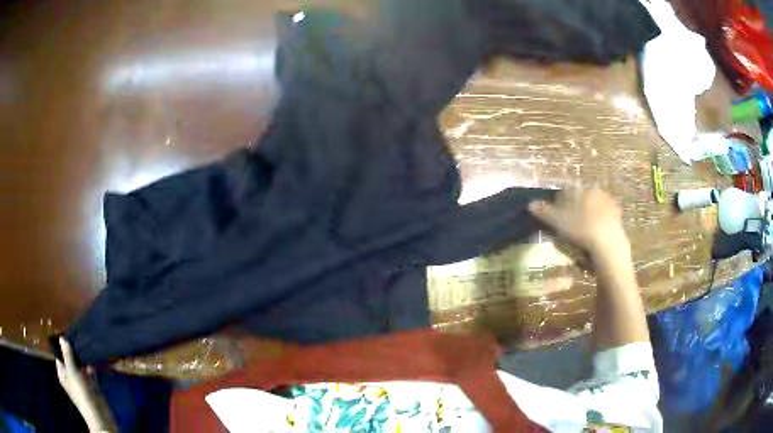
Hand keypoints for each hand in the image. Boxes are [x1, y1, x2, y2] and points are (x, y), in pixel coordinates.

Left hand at [56, 338, 114, 431]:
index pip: (59, 356)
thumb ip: (67, 355)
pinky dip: (91, 365)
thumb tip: (61, 337)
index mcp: (63, 374)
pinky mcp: (92, 385)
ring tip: (85, 342)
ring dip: (82, 358)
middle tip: (76, 335)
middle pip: (70, 360)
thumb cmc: (81, 393)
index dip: (61, 346)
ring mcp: (82, 382)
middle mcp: (71, 377)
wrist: (99, 415)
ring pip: (80, 366)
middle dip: (73, 350)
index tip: (65, 333)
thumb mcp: (72, 372)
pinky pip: (90, 372)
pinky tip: (93, 356)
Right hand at [528, 189, 629, 257]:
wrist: (609, 250)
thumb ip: (545, 212)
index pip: (569, 194)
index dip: (559, 205)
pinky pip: (601, 231)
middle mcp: (601, 198)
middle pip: (582, 205)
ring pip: (592, 218)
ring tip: (575, 245)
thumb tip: (530, 204)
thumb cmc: (582, 231)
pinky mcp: (619, 229)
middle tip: (563, 232)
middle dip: (573, 216)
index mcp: (587, 192)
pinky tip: (588, 251)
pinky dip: (594, 238)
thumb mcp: (559, 222)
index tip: (552, 219)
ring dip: (583, 228)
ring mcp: (612, 213)